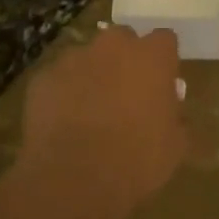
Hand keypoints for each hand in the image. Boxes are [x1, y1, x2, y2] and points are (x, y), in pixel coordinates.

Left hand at [17, 25, 186, 217]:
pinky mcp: (43, 78)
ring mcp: (73, 59)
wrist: (75, 179)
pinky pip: (58, 79)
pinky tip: (64, 123)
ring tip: (90, 111)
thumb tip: (169, 111)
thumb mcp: (175, 145)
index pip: (164, 39)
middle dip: (125, 59)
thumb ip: (174, 117)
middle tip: (126, 93)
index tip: (162, 82)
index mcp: (152, 57)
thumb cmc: (137, 161)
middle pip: (122, 39)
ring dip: (92, 75)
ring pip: (87, 58)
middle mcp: (112, 47)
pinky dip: (63, 94)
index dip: (163, 60)